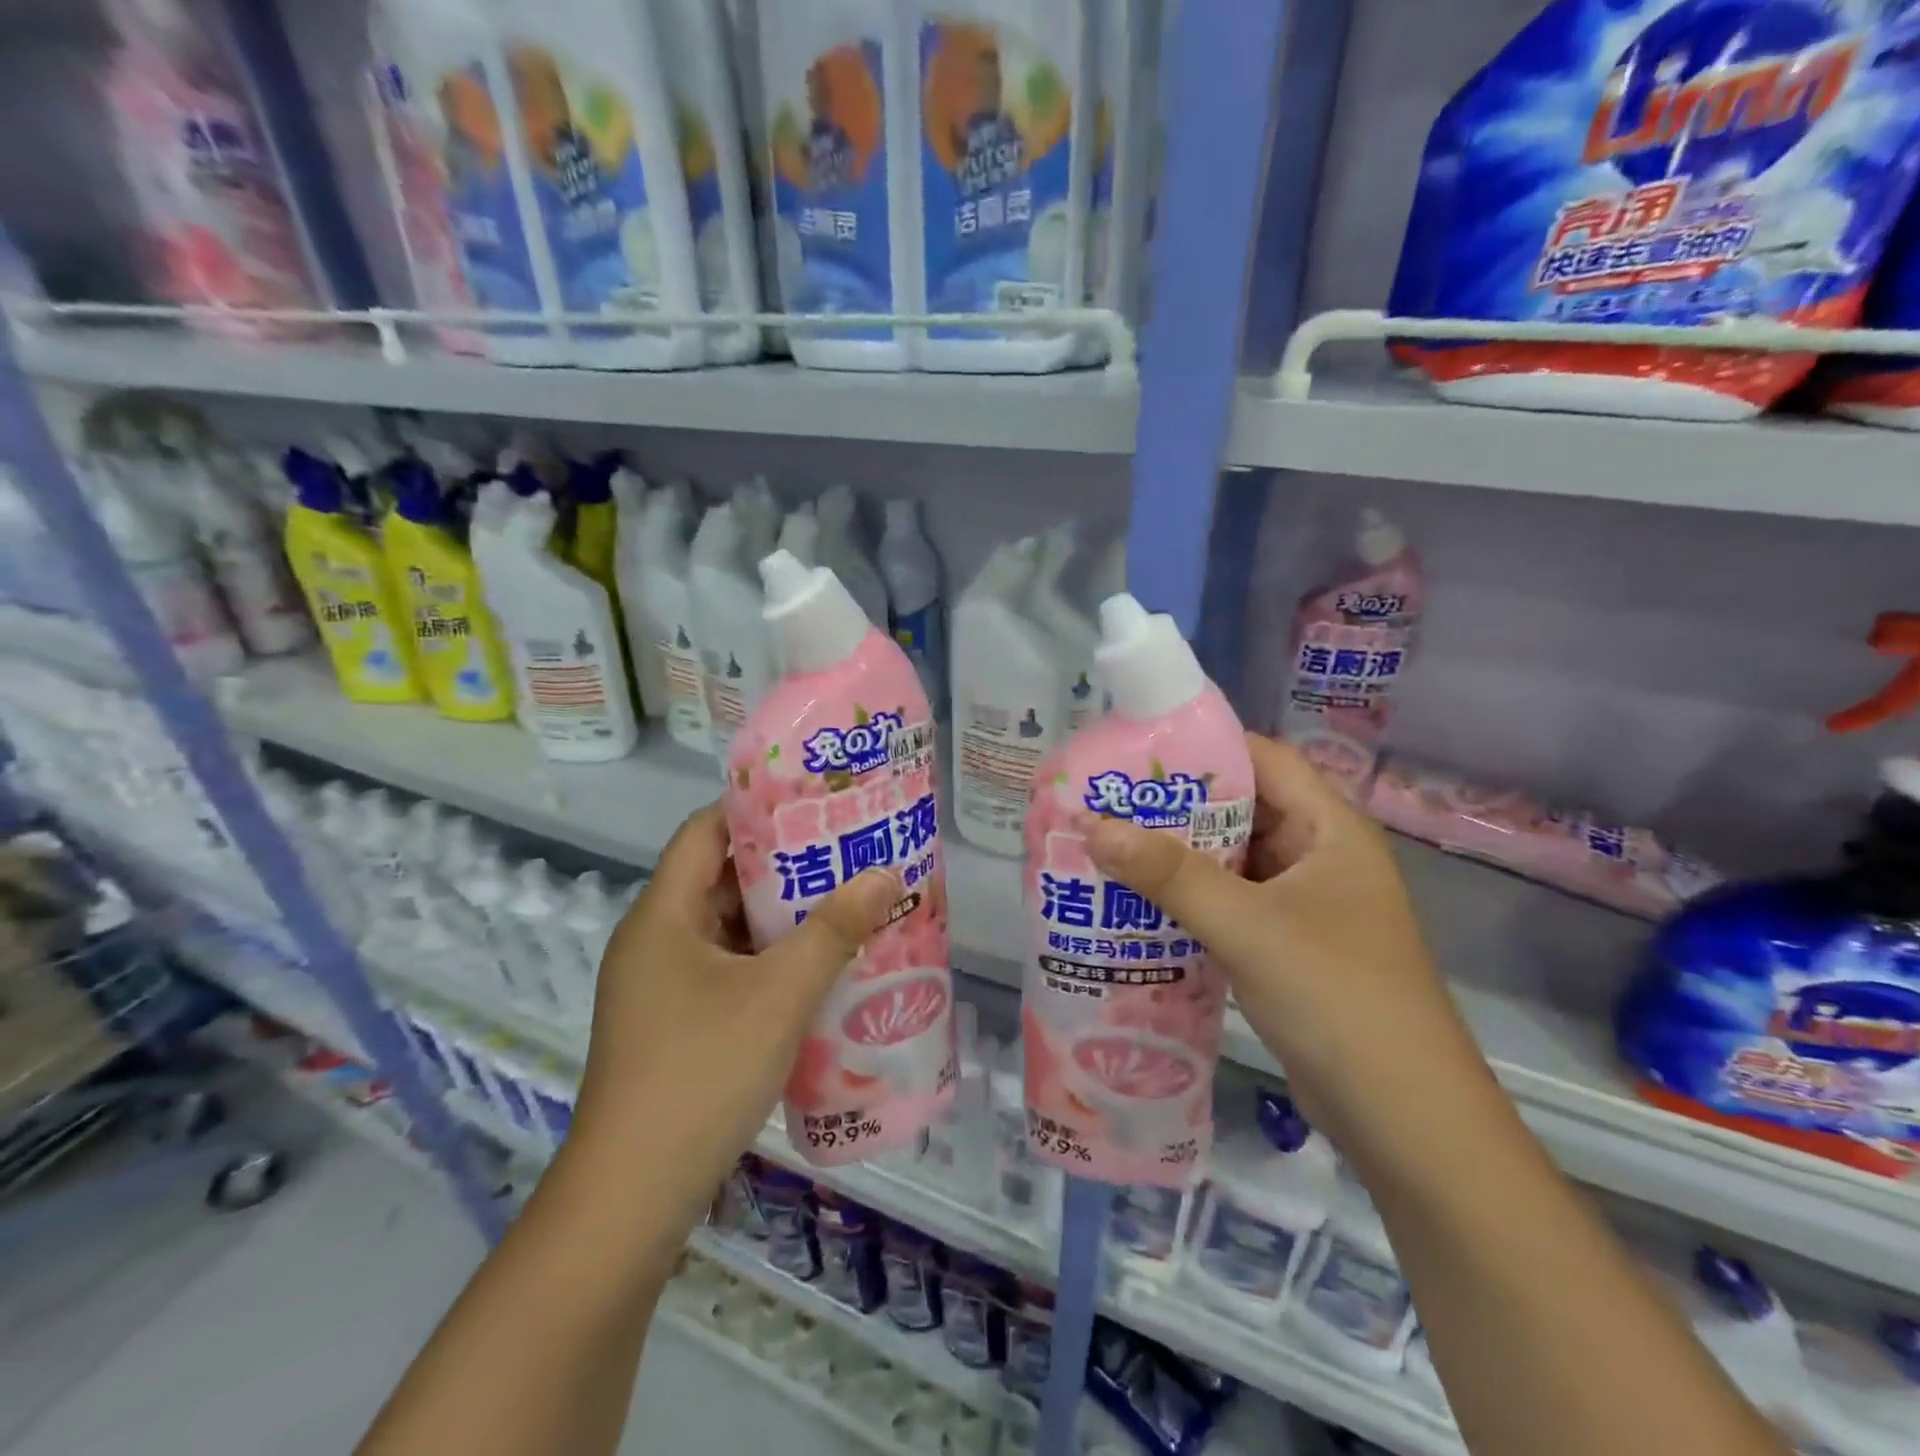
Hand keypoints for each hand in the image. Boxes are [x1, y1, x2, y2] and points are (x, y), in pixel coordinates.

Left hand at [566, 804, 900, 1222]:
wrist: (632, 1198)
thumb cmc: (701, 1072)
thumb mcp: (780, 994)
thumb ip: (835, 930)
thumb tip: (886, 874)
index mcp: (663, 916)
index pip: (705, 832)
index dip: (756, 808)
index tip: (814, 801)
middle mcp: (655, 942)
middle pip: (721, 879)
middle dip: (785, 865)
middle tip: (847, 852)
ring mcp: (661, 988)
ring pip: (728, 929)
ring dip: (783, 918)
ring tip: (846, 902)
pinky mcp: (674, 1026)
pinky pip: (729, 971)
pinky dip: (770, 961)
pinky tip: (819, 968)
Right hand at [1083, 734, 1480, 1142]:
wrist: (1403, 1118)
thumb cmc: (1338, 997)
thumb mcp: (1249, 927)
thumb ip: (1171, 875)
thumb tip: (1093, 826)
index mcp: (1330, 829)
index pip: (1264, 760)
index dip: (1203, 748)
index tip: (1135, 750)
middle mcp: (1319, 856)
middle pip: (1241, 810)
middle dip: (1175, 807)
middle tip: (1106, 801)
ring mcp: (1304, 905)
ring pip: (1231, 861)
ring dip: (1177, 857)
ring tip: (1108, 846)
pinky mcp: (1286, 946)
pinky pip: (1229, 904)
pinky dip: (1188, 899)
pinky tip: (1137, 904)